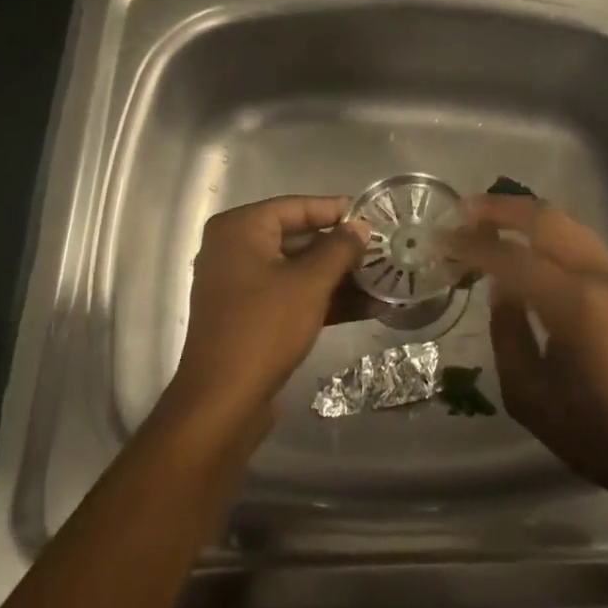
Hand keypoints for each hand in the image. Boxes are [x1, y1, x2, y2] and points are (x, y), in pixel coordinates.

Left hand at [169, 196, 368, 428]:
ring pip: (298, 270)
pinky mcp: (250, 316)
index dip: (337, 210)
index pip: (296, 207)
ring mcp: (241, 285)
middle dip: (342, 249)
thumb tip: (361, 226)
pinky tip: (368, 308)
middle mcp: (235, 249)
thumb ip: (339, 248)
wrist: (223, 400)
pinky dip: (324, 300)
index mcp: (240, 229)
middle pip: (298, 238)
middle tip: (383, 249)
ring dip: (339, 277)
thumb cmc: (265, 327)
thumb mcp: (310, 283)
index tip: (373, 216)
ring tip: (384, 279)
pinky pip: (292, 296)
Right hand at [450, 194, 607, 501]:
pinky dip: (552, 236)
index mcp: (574, 304)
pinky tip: (532, 248)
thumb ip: (507, 331)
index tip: (442, 240)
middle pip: (547, 220)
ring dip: (529, 218)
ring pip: (570, 227)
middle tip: (464, 210)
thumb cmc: (593, 434)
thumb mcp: (528, 394)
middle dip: (502, 209)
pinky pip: (585, 247)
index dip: (472, 245)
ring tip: (492, 220)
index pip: (512, 257)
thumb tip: (502, 287)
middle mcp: (602, 277)